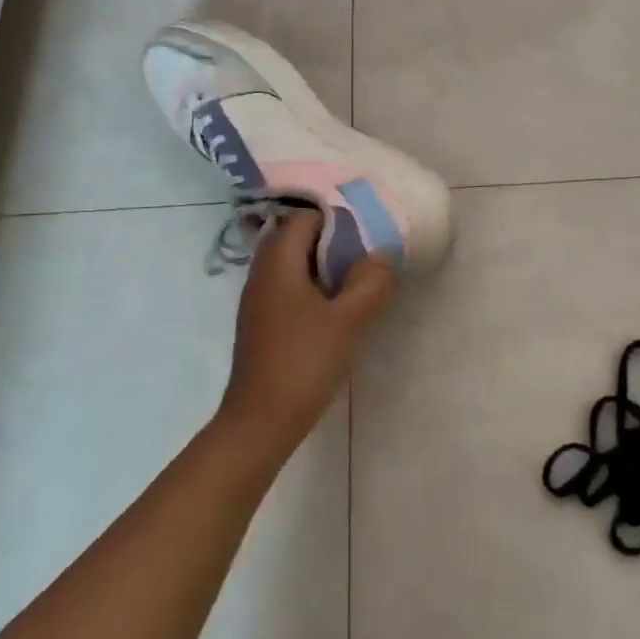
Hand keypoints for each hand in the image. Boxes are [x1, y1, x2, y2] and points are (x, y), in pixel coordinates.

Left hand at [218, 209, 395, 459]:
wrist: (261, 421)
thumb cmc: (305, 362)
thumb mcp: (350, 321)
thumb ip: (371, 282)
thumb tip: (381, 256)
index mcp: (278, 263)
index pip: (304, 217)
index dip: (336, 217)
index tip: (366, 230)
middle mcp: (262, 273)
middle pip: (295, 237)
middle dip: (331, 239)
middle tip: (365, 252)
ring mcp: (257, 300)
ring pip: (291, 264)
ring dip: (322, 264)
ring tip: (356, 278)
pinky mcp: (261, 323)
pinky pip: (288, 287)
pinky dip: (311, 286)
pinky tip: (335, 308)